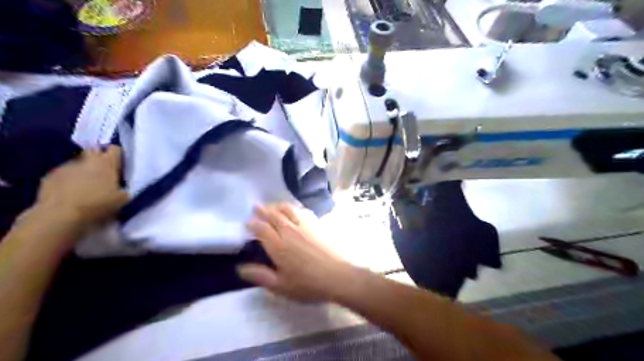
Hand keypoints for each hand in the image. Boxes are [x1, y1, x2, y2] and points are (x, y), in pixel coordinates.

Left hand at [34, 145, 128, 227]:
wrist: (60, 216)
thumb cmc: (97, 205)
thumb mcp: (122, 199)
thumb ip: (124, 188)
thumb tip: (122, 187)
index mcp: (107, 163)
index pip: (115, 149)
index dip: (118, 156)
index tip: (120, 165)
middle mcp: (87, 160)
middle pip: (94, 152)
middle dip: (99, 159)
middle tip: (103, 173)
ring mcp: (66, 167)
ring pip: (78, 164)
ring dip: (83, 171)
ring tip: (85, 186)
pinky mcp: (49, 176)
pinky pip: (63, 175)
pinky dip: (68, 181)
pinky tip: (70, 193)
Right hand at [239, 204, 356, 301]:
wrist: (337, 276)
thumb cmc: (307, 284)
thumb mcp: (280, 286)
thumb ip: (260, 275)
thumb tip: (240, 268)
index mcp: (278, 245)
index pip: (261, 228)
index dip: (253, 224)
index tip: (247, 222)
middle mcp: (289, 231)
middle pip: (273, 215)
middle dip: (263, 210)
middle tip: (256, 207)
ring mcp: (304, 226)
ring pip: (288, 209)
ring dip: (278, 206)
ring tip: (273, 206)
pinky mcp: (317, 225)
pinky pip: (303, 211)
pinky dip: (294, 208)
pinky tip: (294, 210)